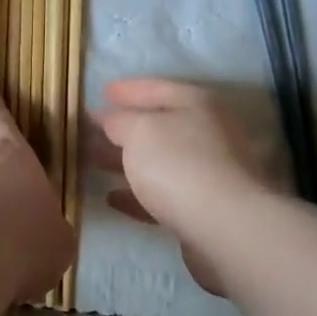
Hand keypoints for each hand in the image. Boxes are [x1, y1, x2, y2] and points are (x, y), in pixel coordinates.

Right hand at [89, 79, 268, 296]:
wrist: (223, 227)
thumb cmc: (178, 164)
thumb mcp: (139, 131)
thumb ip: (119, 120)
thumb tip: (108, 118)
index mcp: (198, 105)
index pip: (158, 88)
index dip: (129, 89)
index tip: (102, 91)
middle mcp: (208, 134)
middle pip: (160, 126)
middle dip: (124, 127)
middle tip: (92, 128)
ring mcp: (208, 173)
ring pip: (159, 161)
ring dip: (127, 161)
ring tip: (95, 160)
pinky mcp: (201, 209)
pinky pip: (162, 195)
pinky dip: (137, 194)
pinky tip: (112, 197)